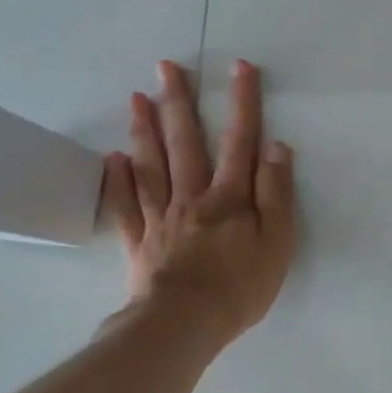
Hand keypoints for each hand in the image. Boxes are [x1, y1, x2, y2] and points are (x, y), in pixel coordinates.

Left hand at [99, 58, 296, 341]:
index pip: (240, 140)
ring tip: (138, 97)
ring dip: (145, 129)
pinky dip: (119, 179)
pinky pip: (126, 205)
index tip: (240, 67)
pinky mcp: (139, 242)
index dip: (242, 102)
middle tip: (165, 67)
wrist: (183, 326)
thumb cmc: (240, 285)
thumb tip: (276, 146)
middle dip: (179, 102)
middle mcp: (192, 196)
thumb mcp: (277, 241)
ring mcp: (161, 218)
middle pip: (185, 142)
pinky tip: (114, 157)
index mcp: (229, 196)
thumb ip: (276, 192)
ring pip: (151, 165)